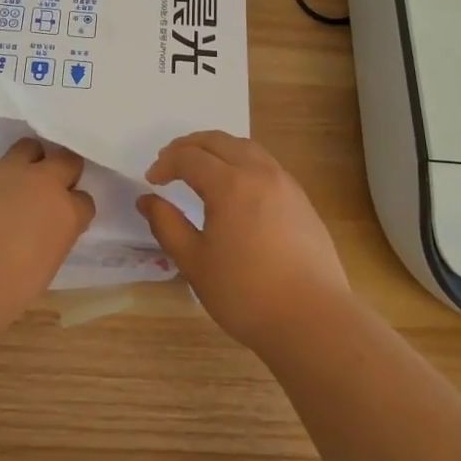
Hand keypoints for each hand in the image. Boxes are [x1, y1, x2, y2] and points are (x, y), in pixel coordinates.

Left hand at [0, 138, 95, 343]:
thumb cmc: (0, 297)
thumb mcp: (43, 270)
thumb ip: (51, 238)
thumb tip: (42, 230)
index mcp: (66, 213)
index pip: (84, 200)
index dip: (73, 210)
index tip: (63, 220)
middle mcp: (41, 183)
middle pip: (66, 160)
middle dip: (61, 173)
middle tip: (45, 193)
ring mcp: (5, 171)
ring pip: (28, 149)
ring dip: (27, 164)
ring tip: (11, 187)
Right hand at [138, 131, 350, 354]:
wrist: (313, 319)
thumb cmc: (246, 294)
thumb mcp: (195, 263)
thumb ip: (167, 225)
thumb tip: (147, 200)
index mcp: (230, 184)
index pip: (190, 157)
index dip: (166, 164)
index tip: (152, 181)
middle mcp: (259, 172)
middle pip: (219, 141)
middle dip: (189, 146)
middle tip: (169, 162)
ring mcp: (285, 183)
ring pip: (246, 147)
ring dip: (218, 148)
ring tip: (201, 166)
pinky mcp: (301, 199)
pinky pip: (265, 163)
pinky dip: (242, 160)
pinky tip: (236, 185)